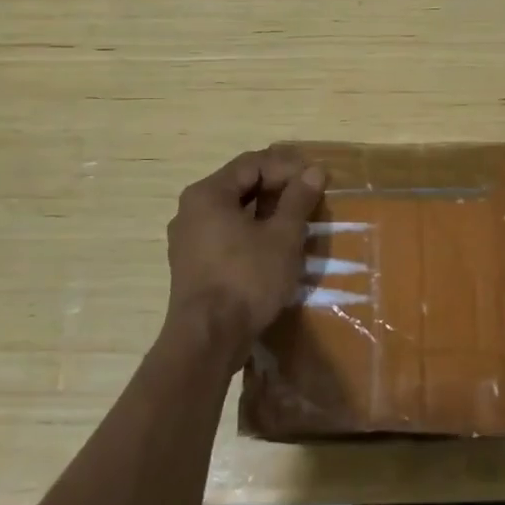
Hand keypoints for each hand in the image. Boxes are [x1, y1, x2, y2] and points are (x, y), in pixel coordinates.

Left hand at [165, 146, 326, 370]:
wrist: (207, 340)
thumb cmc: (246, 279)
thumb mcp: (282, 237)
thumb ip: (297, 200)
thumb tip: (313, 171)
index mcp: (208, 194)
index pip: (252, 163)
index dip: (288, 167)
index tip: (316, 179)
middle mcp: (191, 210)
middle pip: (240, 185)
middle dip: (278, 188)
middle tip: (310, 198)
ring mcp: (188, 239)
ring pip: (233, 211)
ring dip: (266, 211)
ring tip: (298, 221)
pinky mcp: (192, 264)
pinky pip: (225, 234)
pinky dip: (251, 232)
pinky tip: (275, 246)